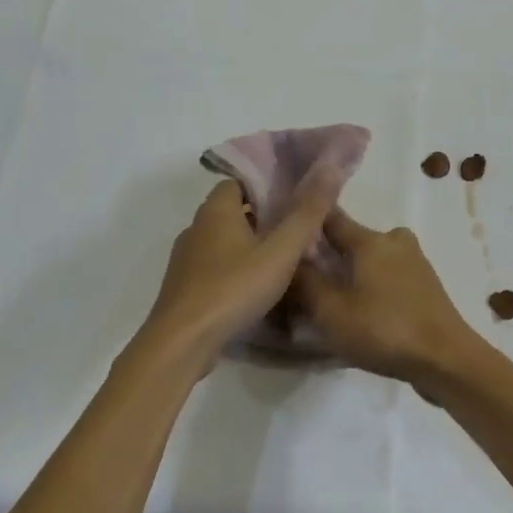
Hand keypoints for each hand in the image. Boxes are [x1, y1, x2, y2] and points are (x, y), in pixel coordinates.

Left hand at [141, 173, 340, 363]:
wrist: (182, 342)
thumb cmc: (233, 288)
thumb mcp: (280, 251)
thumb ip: (306, 214)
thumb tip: (329, 170)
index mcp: (216, 210)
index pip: (240, 181)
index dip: (267, 186)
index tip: (294, 199)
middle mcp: (196, 227)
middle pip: (232, 210)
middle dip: (263, 216)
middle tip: (295, 230)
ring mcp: (186, 258)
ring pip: (223, 240)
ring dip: (248, 245)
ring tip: (281, 259)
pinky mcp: (184, 286)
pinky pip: (214, 266)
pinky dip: (234, 268)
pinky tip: (255, 287)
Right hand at [292, 210, 480, 390]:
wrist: (446, 359)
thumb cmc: (384, 330)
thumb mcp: (331, 311)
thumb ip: (305, 282)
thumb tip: (288, 258)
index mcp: (370, 240)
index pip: (330, 218)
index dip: (307, 222)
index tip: (285, 232)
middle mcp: (394, 241)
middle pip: (351, 240)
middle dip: (328, 255)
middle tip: (304, 278)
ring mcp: (415, 262)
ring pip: (371, 260)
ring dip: (352, 273)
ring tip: (330, 299)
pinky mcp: (425, 285)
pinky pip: (388, 277)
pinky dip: (372, 286)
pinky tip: (361, 310)